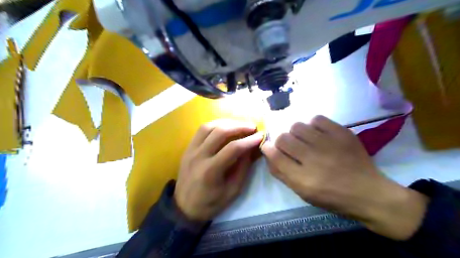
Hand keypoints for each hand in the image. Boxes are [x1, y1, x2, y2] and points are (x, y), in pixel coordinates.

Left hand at [175, 119, 263, 221]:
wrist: (184, 207)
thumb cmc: (210, 203)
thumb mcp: (232, 191)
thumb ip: (243, 168)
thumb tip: (251, 149)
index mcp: (210, 171)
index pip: (233, 148)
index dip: (249, 140)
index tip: (260, 136)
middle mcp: (199, 156)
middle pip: (220, 132)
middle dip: (239, 126)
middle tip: (252, 127)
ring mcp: (191, 150)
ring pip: (209, 127)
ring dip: (227, 122)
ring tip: (240, 124)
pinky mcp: (188, 148)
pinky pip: (201, 130)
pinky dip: (215, 125)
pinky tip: (225, 126)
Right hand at [260, 116, 429, 240]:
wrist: (368, 193)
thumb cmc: (331, 197)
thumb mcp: (302, 192)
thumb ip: (281, 173)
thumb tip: (268, 153)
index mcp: (303, 179)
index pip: (275, 155)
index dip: (267, 148)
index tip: (268, 146)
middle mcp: (314, 159)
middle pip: (283, 138)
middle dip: (281, 141)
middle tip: (290, 146)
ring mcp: (329, 144)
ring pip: (297, 126)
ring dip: (295, 133)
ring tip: (304, 140)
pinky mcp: (342, 133)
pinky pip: (317, 119)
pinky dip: (313, 125)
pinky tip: (317, 134)